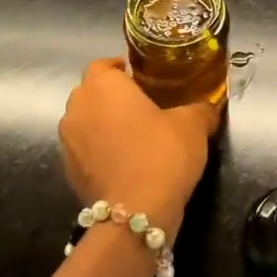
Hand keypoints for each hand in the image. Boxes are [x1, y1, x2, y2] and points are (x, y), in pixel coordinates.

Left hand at [58, 59, 219, 237]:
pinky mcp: (69, 172)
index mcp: (103, 86)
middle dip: (111, 95)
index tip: (139, 76)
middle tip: (141, 104)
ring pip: (84, 121)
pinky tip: (124, 162)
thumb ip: (200, 109)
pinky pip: (84, 150)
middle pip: (90, 92)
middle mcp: (78, 108)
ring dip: (102, 123)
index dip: (119, 68)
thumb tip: (208, 107)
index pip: (101, 64)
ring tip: (133, 134)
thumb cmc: (162, 153)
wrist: (136, 212)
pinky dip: (99, 150)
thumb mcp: (193, 124)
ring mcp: (68, 142)